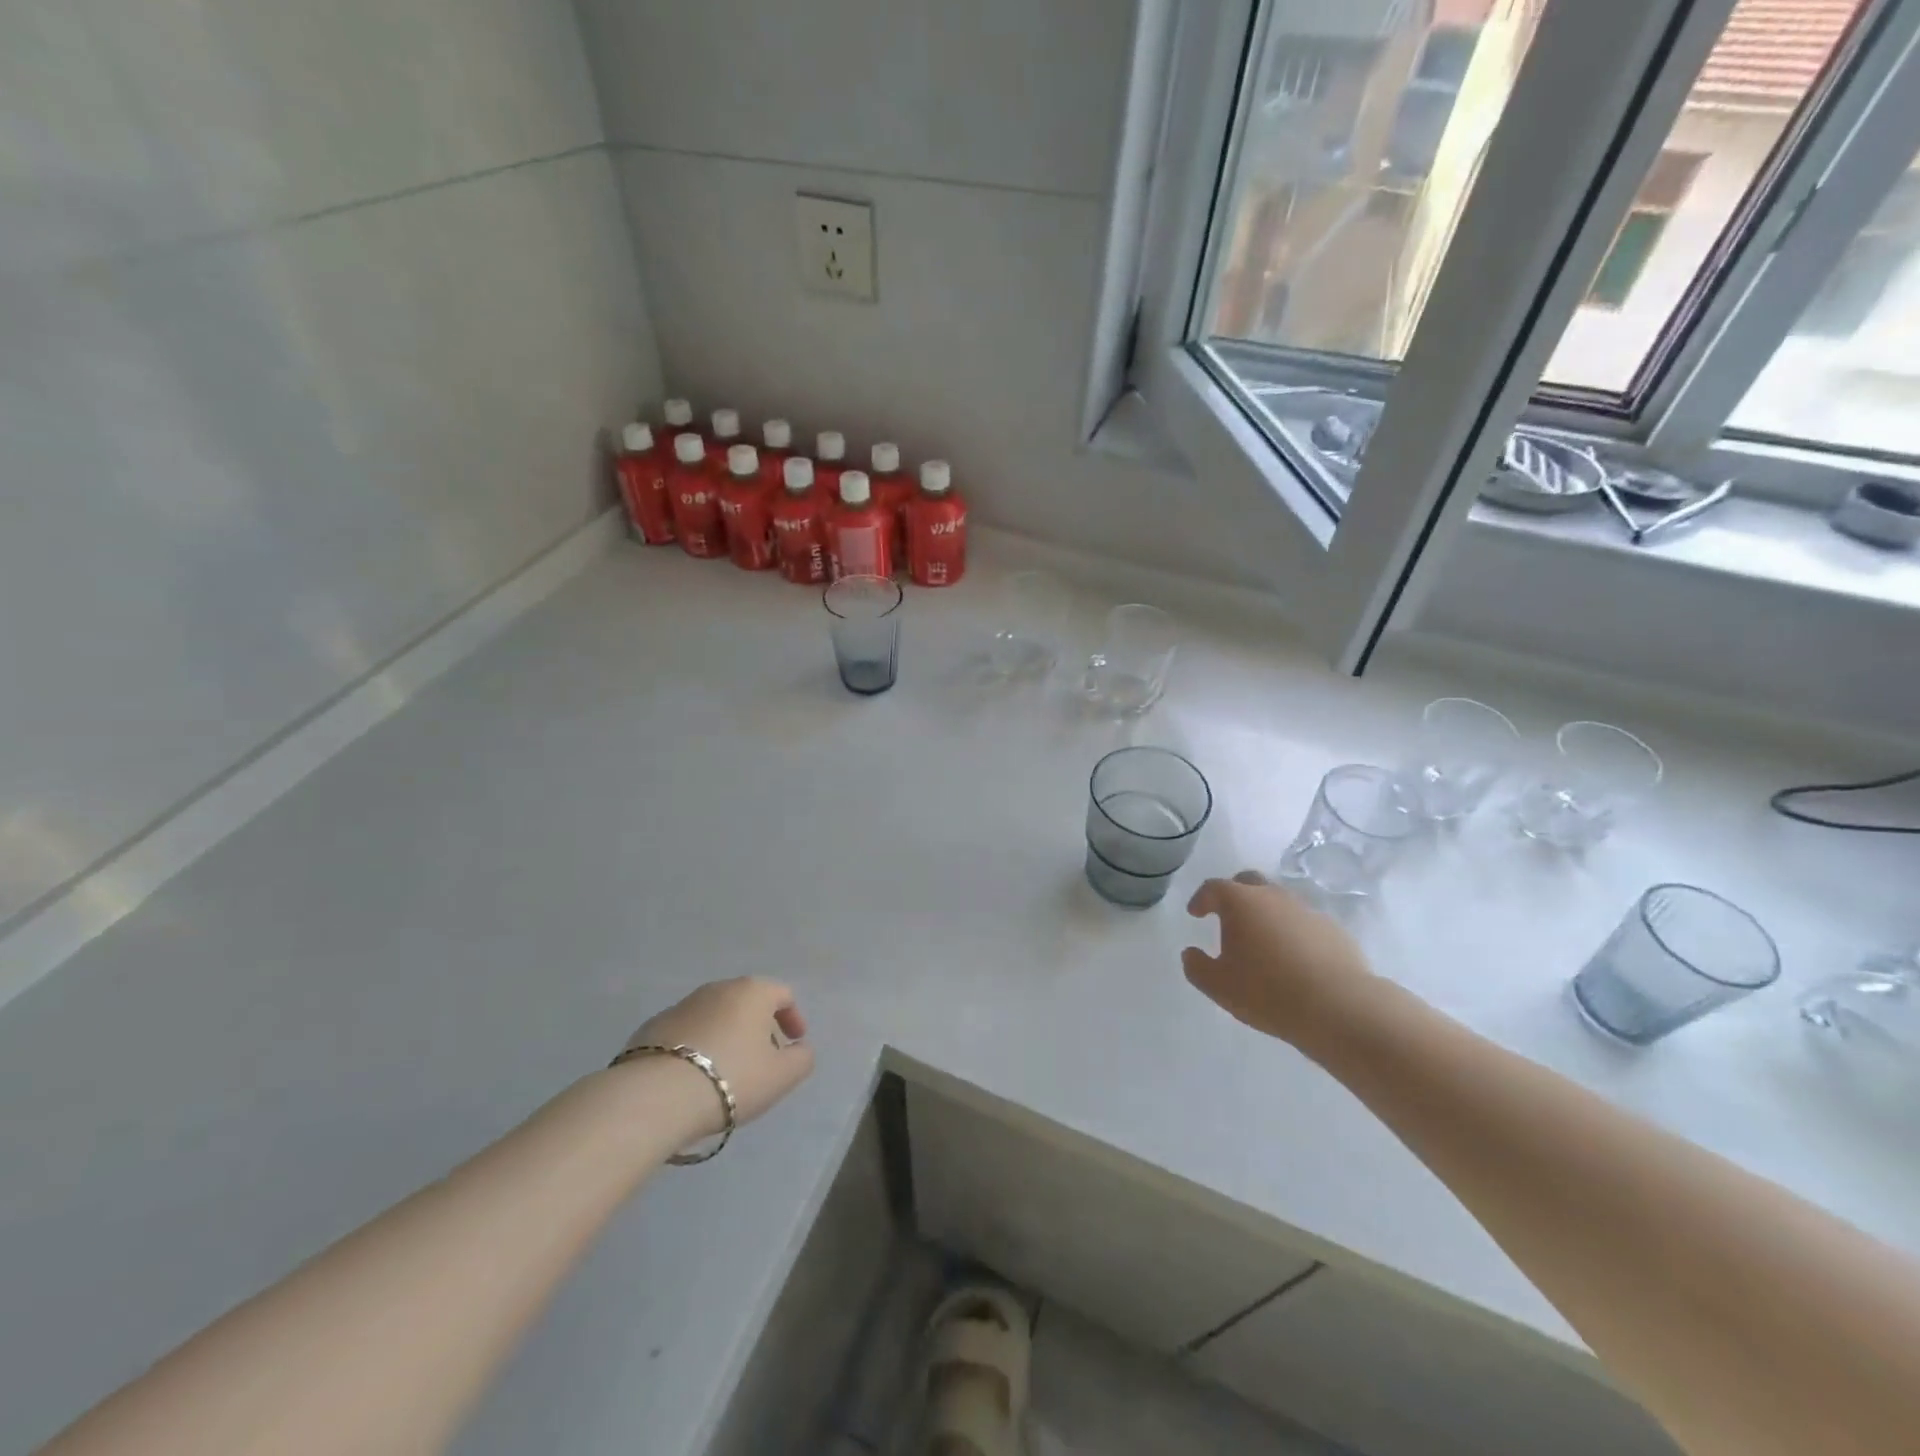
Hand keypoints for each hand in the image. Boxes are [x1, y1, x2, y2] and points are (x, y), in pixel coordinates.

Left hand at [621, 978, 814, 1132]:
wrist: (655, 1097)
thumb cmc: (731, 1078)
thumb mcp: (782, 1076)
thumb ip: (802, 1059)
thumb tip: (800, 1049)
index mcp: (751, 992)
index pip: (782, 994)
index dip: (793, 1018)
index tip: (794, 1044)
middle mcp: (716, 989)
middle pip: (746, 1002)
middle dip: (758, 1027)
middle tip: (761, 1060)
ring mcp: (680, 1006)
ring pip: (714, 1016)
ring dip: (725, 1037)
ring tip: (725, 1072)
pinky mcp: (651, 1029)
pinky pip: (685, 1034)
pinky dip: (695, 1048)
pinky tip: (692, 1078)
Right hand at [1182, 872, 1374, 1044]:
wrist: (1339, 1008)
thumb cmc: (1267, 992)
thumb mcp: (1218, 986)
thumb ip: (1196, 966)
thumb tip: (1190, 953)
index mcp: (1241, 903)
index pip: (1213, 888)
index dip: (1201, 899)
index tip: (1195, 913)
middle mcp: (1273, 897)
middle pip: (1249, 882)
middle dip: (1234, 894)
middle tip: (1227, 916)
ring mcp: (1307, 911)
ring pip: (1280, 902)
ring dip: (1266, 914)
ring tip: (1262, 942)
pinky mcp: (1334, 930)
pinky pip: (1304, 924)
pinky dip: (1293, 933)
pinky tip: (1293, 959)